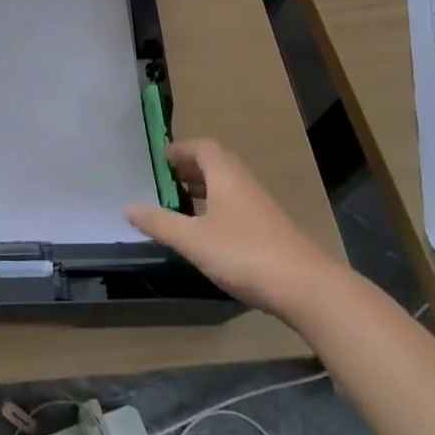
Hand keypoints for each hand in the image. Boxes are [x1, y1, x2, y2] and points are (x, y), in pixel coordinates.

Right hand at [126, 139, 335, 313]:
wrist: (306, 287)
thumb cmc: (244, 253)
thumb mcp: (194, 240)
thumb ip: (160, 223)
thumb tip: (128, 207)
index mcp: (225, 175)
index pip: (202, 147)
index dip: (181, 150)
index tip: (161, 160)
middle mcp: (244, 182)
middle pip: (216, 163)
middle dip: (191, 168)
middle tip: (167, 179)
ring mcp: (261, 206)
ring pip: (228, 185)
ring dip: (206, 188)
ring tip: (183, 203)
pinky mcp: (271, 229)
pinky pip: (238, 205)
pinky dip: (219, 207)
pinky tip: (210, 232)